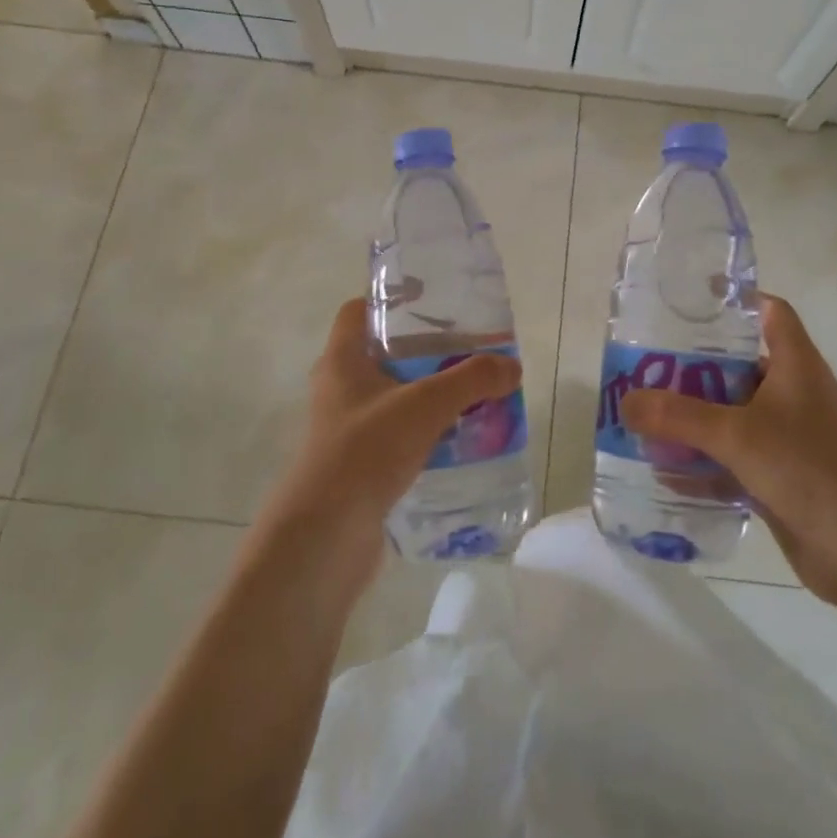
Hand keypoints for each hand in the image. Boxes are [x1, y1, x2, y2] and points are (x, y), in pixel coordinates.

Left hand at [263, 298, 522, 592]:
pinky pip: (397, 435)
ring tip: (473, 393)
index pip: (358, 311)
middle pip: (383, 354)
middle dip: (425, 350)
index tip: (430, 299)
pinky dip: (425, 432)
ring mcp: (347, 430)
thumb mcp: (425, 405)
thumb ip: (471, 380)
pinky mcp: (359, 465)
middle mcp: (339, 389)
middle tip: (467, 348)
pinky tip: (459, 439)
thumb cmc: (366, 451)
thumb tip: (512, 366)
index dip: (390, 299)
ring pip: (394, 397)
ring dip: (429, 394)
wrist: (325, 538)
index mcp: (341, 361)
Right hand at [620, 295, 836, 600]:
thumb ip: (678, 417)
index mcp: (794, 364)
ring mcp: (786, 438)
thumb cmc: (810, 470)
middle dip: (692, 367)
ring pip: (731, 415)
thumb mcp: (737, 435)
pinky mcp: (780, 477)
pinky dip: (703, 463)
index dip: (735, 300)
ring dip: (692, 419)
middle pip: (737, 365)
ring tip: (643, 416)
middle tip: (644, 367)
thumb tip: (625, 402)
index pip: (769, 312)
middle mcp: (791, 394)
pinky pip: (732, 460)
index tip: (689, 301)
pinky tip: (664, 471)